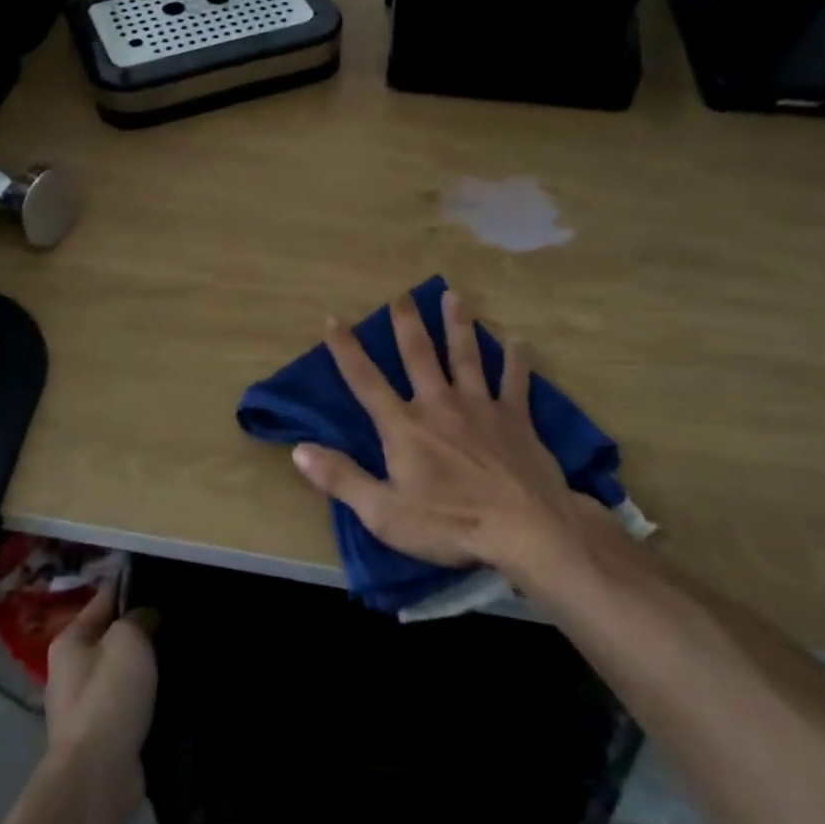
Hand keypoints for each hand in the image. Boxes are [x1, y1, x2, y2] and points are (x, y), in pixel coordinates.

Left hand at [43, 581, 157, 819]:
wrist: (97, 775)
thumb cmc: (109, 696)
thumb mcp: (128, 640)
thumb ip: (138, 618)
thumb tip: (147, 615)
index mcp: (70, 640)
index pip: (104, 598)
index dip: (132, 586)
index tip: (164, 578)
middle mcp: (70, 669)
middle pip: (111, 635)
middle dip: (141, 628)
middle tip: (178, 617)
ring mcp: (84, 705)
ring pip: (121, 670)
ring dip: (145, 664)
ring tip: (180, 652)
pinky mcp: (102, 734)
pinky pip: (128, 701)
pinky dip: (146, 695)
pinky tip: (171, 691)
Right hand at [290, 289, 586, 579]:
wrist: (525, 529)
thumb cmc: (449, 524)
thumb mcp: (383, 512)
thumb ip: (341, 478)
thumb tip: (299, 449)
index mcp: (404, 426)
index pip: (366, 381)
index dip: (346, 349)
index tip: (332, 317)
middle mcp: (439, 404)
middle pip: (419, 356)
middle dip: (407, 324)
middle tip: (401, 294)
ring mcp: (481, 407)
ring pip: (466, 356)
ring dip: (458, 325)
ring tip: (454, 295)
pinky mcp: (516, 419)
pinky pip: (515, 381)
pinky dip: (516, 359)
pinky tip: (517, 338)